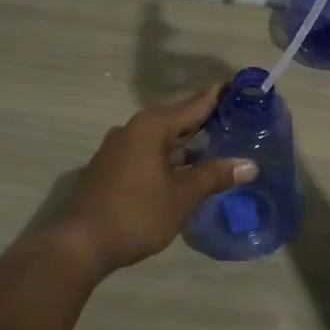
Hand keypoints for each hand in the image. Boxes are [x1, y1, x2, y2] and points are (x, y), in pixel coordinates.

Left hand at [53, 86, 257, 274]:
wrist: (79, 244)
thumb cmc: (136, 213)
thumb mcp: (182, 196)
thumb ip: (215, 176)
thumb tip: (250, 165)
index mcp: (151, 126)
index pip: (194, 103)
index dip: (217, 95)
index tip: (238, 85)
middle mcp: (133, 129)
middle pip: (176, 118)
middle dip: (204, 119)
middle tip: (235, 116)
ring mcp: (119, 149)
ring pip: (162, 138)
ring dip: (187, 142)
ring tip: (217, 144)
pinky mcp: (112, 168)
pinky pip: (149, 152)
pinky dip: (170, 156)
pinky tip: (186, 169)